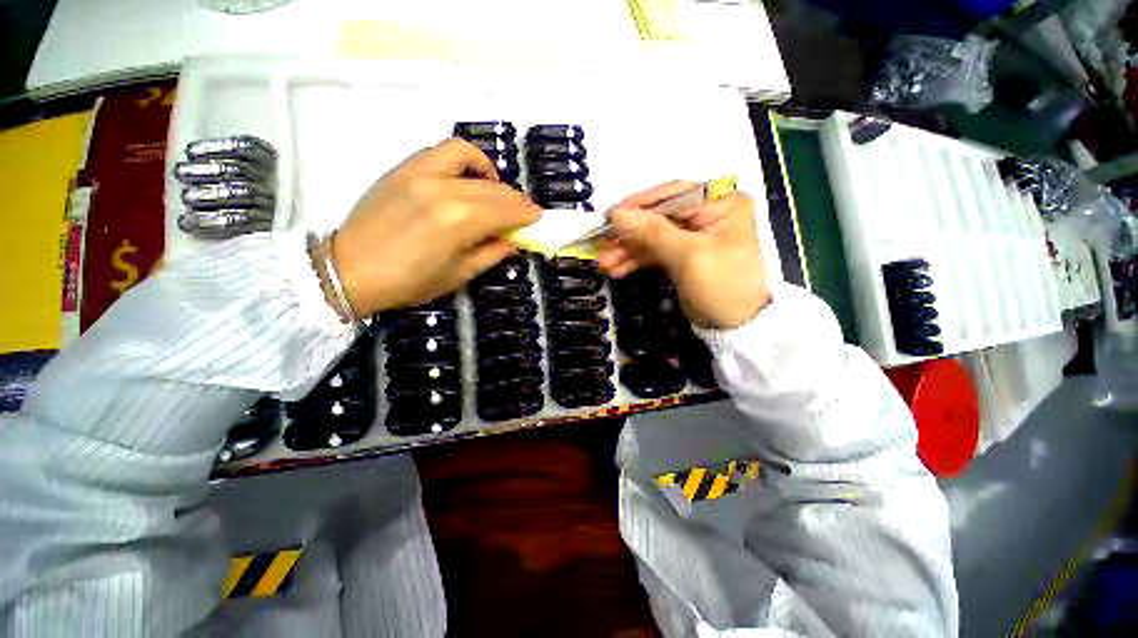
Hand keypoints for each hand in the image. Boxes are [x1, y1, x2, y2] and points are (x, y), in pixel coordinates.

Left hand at [331, 138, 539, 315]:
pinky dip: (464, 160)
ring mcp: (420, 173)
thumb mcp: (458, 275)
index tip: (538, 219)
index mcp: (458, 221)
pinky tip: (469, 177)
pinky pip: (442, 151)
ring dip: (492, 174)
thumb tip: (513, 241)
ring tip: (497, 191)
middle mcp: (443, 189)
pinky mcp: (404, 168)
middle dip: (516, 200)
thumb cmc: (408, 282)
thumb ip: (491, 253)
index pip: (505, 210)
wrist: (348, 270)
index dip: (527, 215)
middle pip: (493, 188)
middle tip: (525, 212)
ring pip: (470, 159)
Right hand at [597, 181, 770, 329]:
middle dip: (628, 234)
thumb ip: (651, 231)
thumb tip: (616, 214)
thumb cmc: (721, 285)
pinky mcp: (681, 255)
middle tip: (601, 246)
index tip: (609, 218)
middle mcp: (706, 214)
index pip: (672, 195)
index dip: (638, 206)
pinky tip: (617, 269)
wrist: (735, 327)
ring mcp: (691, 236)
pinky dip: (634, 260)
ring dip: (626, 249)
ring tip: (604, 263)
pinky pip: (653, 252)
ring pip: (651, 236)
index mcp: (720, 203)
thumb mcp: (688, 255)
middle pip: (658, 217)